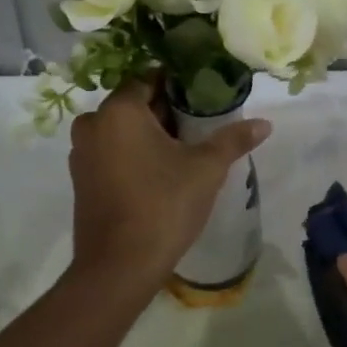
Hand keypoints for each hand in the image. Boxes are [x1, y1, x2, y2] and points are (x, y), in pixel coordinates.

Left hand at [68, 75, 269, 299]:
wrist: (118, 267)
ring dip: (148, 134)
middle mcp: (93, 124)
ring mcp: (82, 154)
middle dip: (165, 111)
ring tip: (183, 150)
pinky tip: (159, 172)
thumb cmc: (163, 205)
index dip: (178, 85)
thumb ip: (233, 139)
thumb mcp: (206, 169)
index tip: (203, 96)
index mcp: (119, 110)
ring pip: (121, 129)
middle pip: (134, 104)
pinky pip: (110, 152)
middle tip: (199, 125)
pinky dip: (131, 153)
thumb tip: (265, 124)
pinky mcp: (81, 180)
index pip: (148, 78)